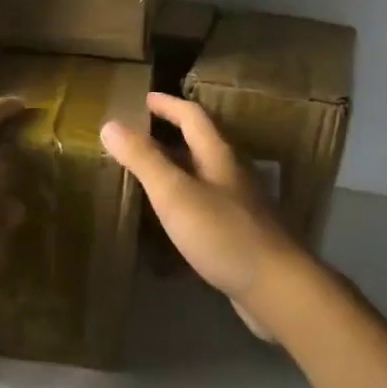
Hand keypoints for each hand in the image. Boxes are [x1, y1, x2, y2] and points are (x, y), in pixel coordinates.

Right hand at [100, 93, 308, 335]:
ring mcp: (239, 206)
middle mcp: (232, 175)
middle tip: (137, 137)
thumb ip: (143, 159)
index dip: (168, 105)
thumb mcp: (175, 193)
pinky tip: (167, 222)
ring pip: (202, 177)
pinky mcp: (239, 235)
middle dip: (169, 136)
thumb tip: (110, 124)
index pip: (193, 116)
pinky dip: (182, 204)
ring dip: (175, 170)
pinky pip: (204, 208)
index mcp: (218, 156)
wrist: (276, 288)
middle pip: (199, 145)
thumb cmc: (222, 233)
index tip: (143, 99)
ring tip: (145, 176)